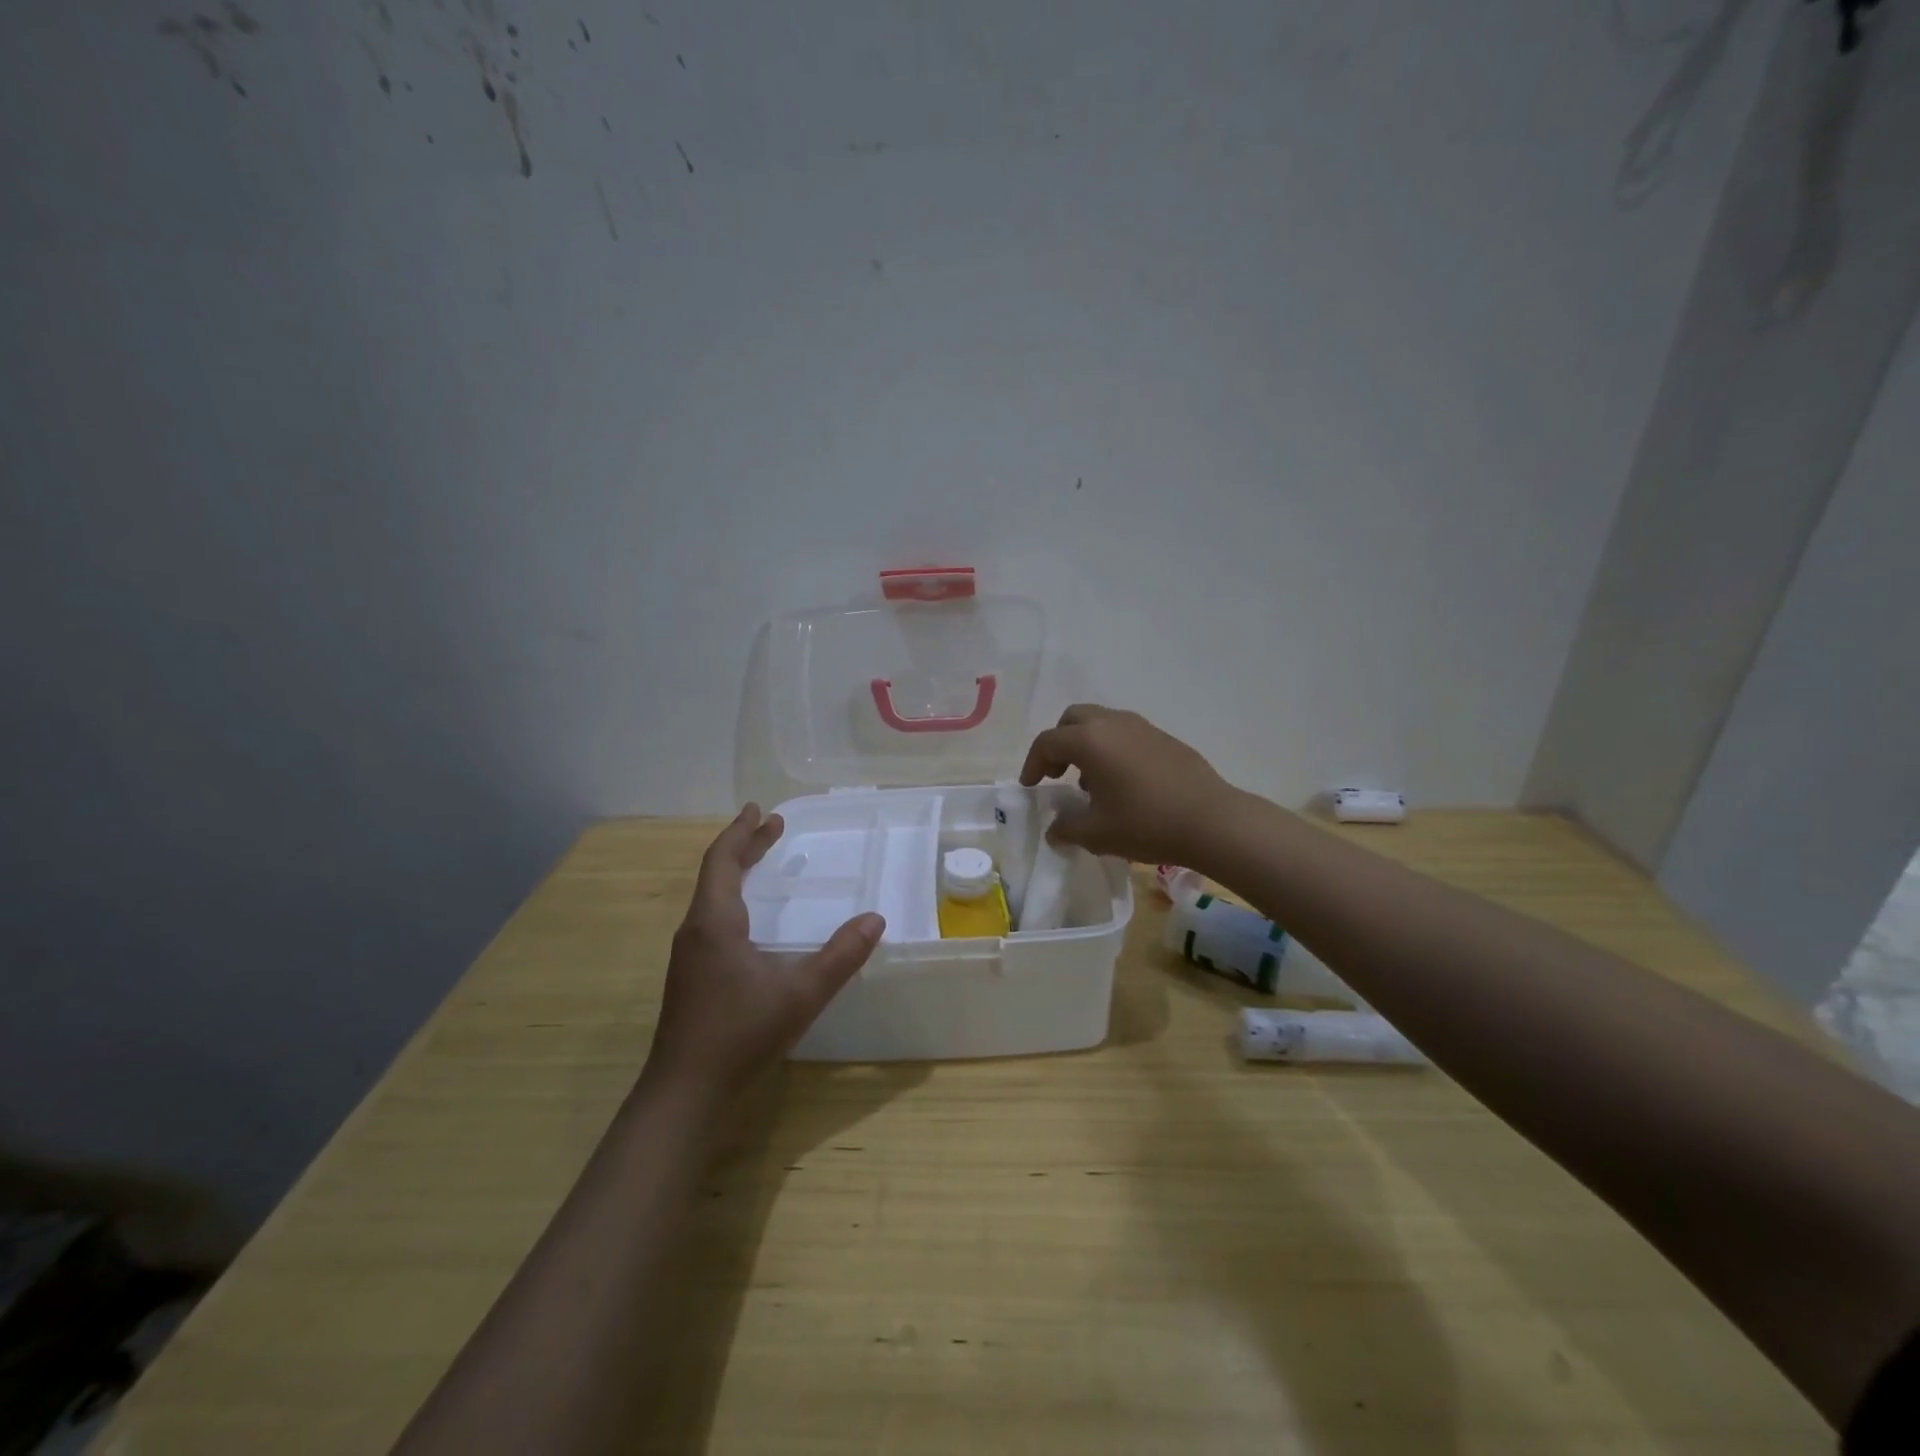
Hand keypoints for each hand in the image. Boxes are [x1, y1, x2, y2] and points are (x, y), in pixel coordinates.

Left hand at [645, 806, 883, 1102]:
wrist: (685, 1092)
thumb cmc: (741, 1034)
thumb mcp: (801, 994)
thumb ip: (841, 956)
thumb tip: (875, 920)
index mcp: (715, 922)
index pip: (722, 860)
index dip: (741, 832)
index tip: (760, 809)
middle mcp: (695, 930)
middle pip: (716, 873)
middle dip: (744, 846)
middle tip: (772, 826)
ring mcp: (688, 954)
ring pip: (711, 896)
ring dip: (736, 871)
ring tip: (761, 860)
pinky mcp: (690, 975)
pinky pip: (711, 917)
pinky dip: (732, 897)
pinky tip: (748, 916)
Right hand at [1019, 705, 1239, 865]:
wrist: (1212, 821)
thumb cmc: (1146, 824)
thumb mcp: (1096, 833)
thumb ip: (1067, 828)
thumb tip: (1055, 828)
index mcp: (1090, 740)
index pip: (1047, 742)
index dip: (1032, 764)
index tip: (1031, 787)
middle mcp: (1113, 723)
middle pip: (1072, 720)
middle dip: (1058, 743)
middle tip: (1057, 773)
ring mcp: (1142, 727)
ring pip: (1101, 723)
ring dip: (1086, 745)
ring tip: (1090, 782)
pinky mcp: (1164, 738)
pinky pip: (1125, 734)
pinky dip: (1112, 749)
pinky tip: (1122, 783)